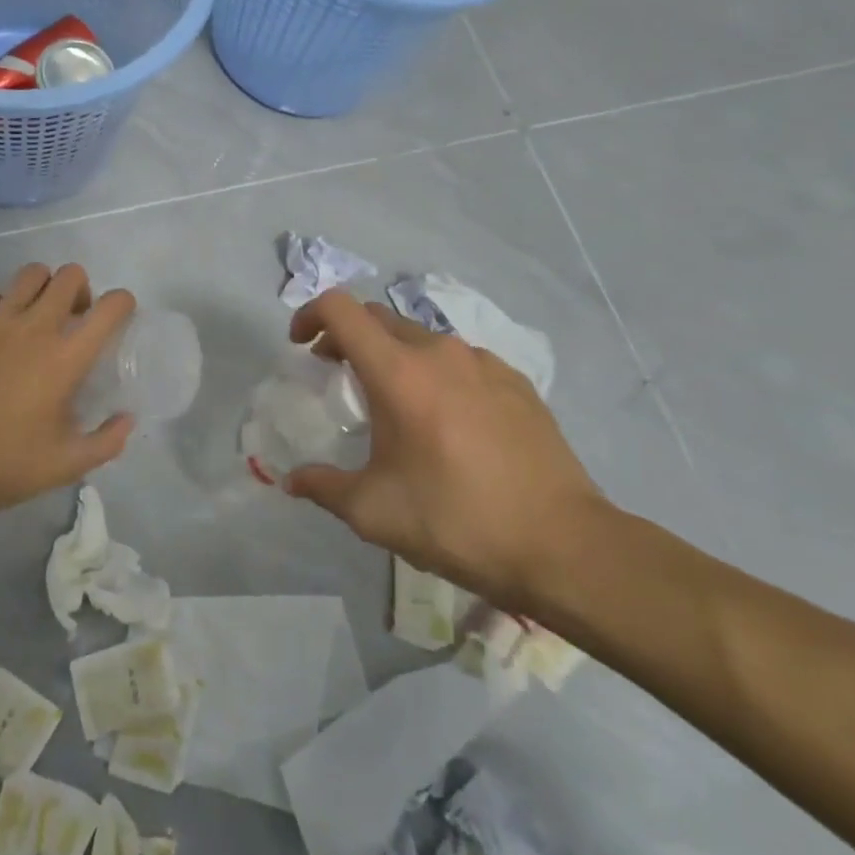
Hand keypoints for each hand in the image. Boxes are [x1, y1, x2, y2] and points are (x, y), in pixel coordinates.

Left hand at [0, 263, 136, 521]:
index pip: (110, 307)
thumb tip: (127, 418)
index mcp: (66, 358)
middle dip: (81, 291)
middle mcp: (34, 329)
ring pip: (30, 274)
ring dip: (42, 288)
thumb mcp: (70, 464)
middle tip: (73, 319)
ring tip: (35, 316)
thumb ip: (108, 441)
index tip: (118, 318)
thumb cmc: (8, 467)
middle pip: (70, 276)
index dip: (123, 303)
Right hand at [283, 290, 607, 608]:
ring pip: (421, 339)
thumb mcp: (375, 512)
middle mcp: (440, 352)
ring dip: (394, 356)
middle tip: (337, 374)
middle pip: (379, 319)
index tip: (302, 345)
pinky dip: (436, 374)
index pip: (342, 309)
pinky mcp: (516, 382)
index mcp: (399, 372)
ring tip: (394, 403)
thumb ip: (324, 487)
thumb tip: (291, 481)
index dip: (311, 314)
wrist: (562, 545)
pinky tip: (447, 420)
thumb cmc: (457, 521)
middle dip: (348, 337)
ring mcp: (484, 363)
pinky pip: (461, 361)